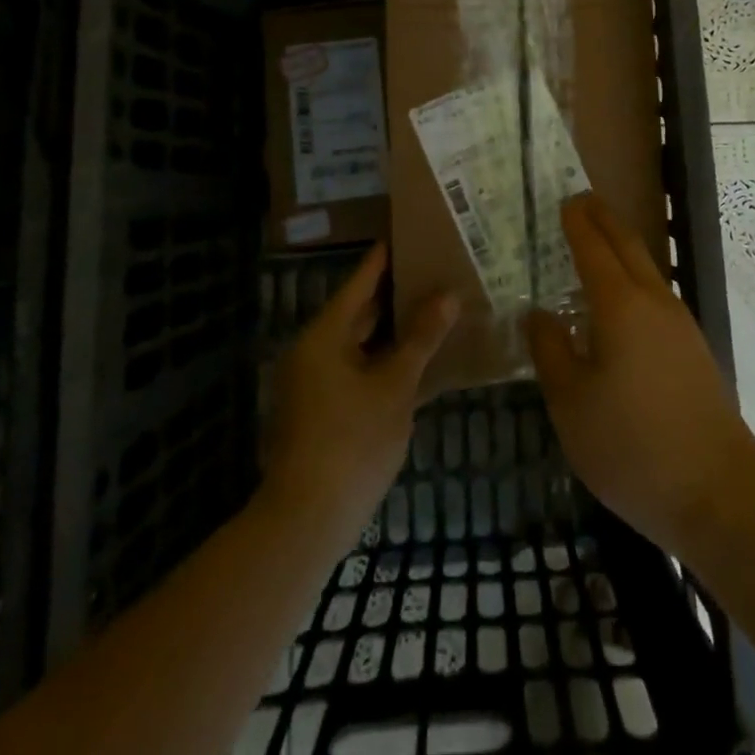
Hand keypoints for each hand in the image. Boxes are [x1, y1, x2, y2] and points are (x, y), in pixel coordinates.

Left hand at [264, 244, 458, 540]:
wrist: (307, 520)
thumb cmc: (352, 442)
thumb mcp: (395, 386)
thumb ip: (421, 338)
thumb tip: (448, 295)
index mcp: (325, 335)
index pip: (360, 282)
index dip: (385, 259)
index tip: (408, 234)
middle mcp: (314, 351)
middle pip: (358, 311)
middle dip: (394, 294)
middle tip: (432, 271)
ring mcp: (314, 383)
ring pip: (359, 343)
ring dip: (391, 330)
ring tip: (432, 309)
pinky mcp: (320, 410)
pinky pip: (356, 368)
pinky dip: (382, 360)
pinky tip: (415, 360)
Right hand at [526, 195, 754, 555]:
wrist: (718, 492)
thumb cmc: (632, 447)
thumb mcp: (571, 404)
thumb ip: (551, 351)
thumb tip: (538, 314)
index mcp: (620, 305)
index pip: (594, 248)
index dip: (577, 223)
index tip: (565, 201)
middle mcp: (654, 302)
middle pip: (627, 246)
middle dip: (604, 220)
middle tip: (582, 203)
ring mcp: (680, 325)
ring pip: (646, 270)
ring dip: (621, 249)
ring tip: (597, 247)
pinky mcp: (694, 350)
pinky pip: (656, 296)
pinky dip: (634, 280)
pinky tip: (622, 306)